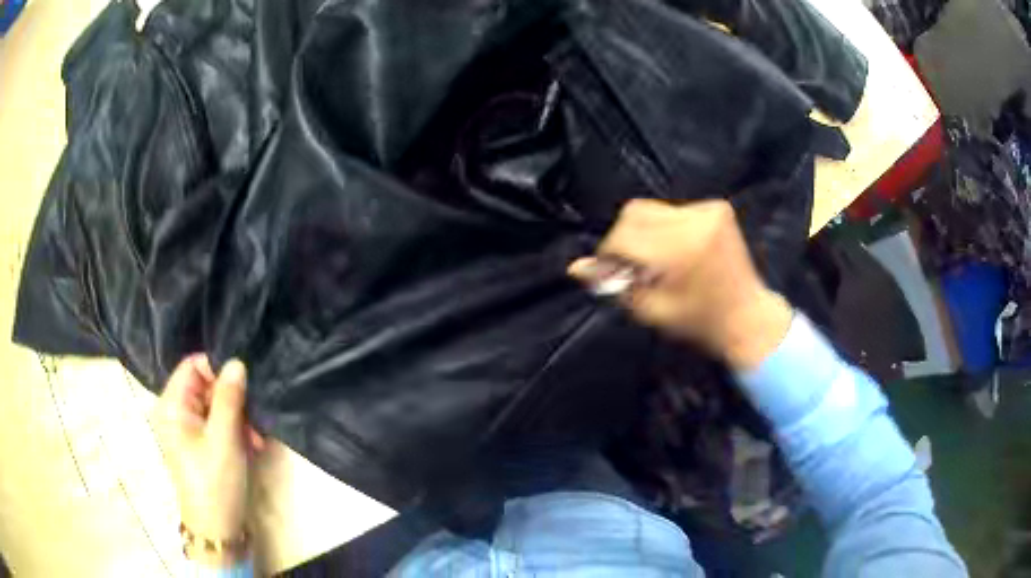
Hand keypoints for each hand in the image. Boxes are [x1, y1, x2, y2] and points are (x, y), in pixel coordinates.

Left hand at [153, 355, 264, 566]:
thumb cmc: (215, 481)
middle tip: (255, 422)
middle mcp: (174, 411)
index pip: (192, 366)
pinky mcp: (197, 442)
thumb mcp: (224, 438)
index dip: (217, 369)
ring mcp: (186, 428)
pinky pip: (216, 423)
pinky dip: (234, 431)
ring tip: (256, 440)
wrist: (217, 528)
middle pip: (205, 386)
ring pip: (214, 405)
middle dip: (233, 400)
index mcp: (172, 405)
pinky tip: (251, 446)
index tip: (244, 385)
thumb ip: (229, 398)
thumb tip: (237, 362)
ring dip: (238, 418)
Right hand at [568, 199, 792, 369]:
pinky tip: (675, 250)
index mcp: (681, 249)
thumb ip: (614, 285)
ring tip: (655, 260)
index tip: (609, 271)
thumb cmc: (700, 322)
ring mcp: (709, 210)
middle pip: (635, 213)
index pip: (624, 235)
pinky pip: (673, 211)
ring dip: (644, 232)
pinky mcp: (717, 208)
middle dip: (624, 238)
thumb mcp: (652, 311)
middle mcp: (695, 220)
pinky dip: (665, 228)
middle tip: (629, 265)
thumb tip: (576, 267)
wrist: (747, 316)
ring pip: (652, 210)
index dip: (608, 253)